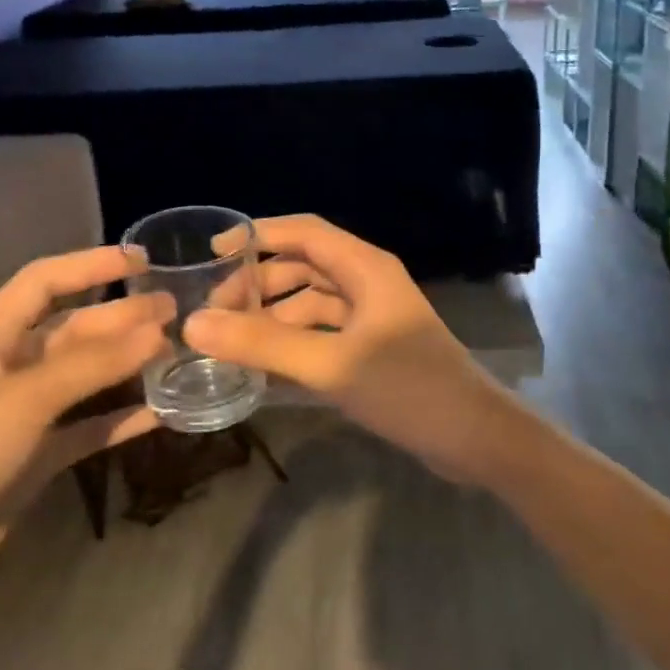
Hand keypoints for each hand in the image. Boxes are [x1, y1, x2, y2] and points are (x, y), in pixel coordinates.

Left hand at [0, 245, 170, 630]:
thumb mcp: (22, 400)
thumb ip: (92, 365)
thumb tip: (158, 330)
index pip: (44, 282)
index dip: (90, 265)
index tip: (143, 261)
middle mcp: (9, 369)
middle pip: (74, 330)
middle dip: (122, 318)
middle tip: (178, 313)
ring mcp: (23, 417)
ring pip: (86, 379)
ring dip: (127, 366)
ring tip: (177, 354)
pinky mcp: (34, 460)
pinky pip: (88, 429)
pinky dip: (121, 419)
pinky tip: (159, 413)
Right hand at [183, 215, 505, 482]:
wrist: (474, 437)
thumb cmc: (408, 388)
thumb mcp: (331, 364)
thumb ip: (264, 344)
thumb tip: (194, 324)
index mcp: (365, 268)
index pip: (304, 232)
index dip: (258, 235)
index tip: (213, 255)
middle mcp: (368, 283)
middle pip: (303, 267)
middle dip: (259, 284)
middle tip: (213, 313)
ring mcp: (372, 318)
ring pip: (311, 304)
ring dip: (273, 317)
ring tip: (230, 344)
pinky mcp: (373, 349)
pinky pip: (323, 334)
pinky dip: (293, 343)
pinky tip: (263, 367)